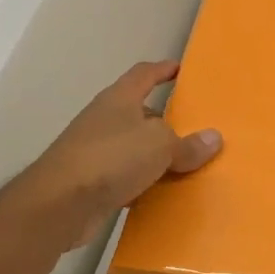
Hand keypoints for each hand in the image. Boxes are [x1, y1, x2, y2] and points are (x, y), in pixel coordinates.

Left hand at [7, 60, 221, 251]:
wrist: (60, 204)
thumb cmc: (112, 158)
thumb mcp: (161, 145)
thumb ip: (188, 143)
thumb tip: (214, 138)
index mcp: (119, 100)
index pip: (143, 74)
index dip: (162, 69)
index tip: (180, 69)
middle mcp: (105, 120)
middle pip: (140, 112)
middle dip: (166, 119)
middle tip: (196, 127)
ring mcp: (96, 151)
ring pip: (135, 147)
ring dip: (157, 154)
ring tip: (188, 163)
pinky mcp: (92, 181)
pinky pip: (127, 176)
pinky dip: (145, 182)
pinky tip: (164, 193)